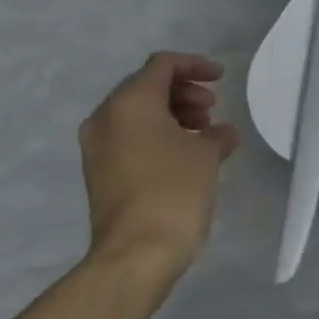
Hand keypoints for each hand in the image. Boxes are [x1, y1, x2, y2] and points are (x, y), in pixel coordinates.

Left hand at [79, 52, 239, 282]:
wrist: (136, 253)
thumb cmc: (174, 190)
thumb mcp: (206, 155)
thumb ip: (217, 134)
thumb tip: (222, 133)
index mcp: (130, 102)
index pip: (162, 65)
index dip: (195, 66)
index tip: (221, 79)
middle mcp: (106, 117)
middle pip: (146, 87)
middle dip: (183, 92)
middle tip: (212, 110)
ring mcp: (97, 147)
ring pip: (137, 114)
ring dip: (172, 115)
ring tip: (203, 134)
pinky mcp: (99, 172)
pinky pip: (130, 138)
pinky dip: (157, 136)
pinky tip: (184, 155)